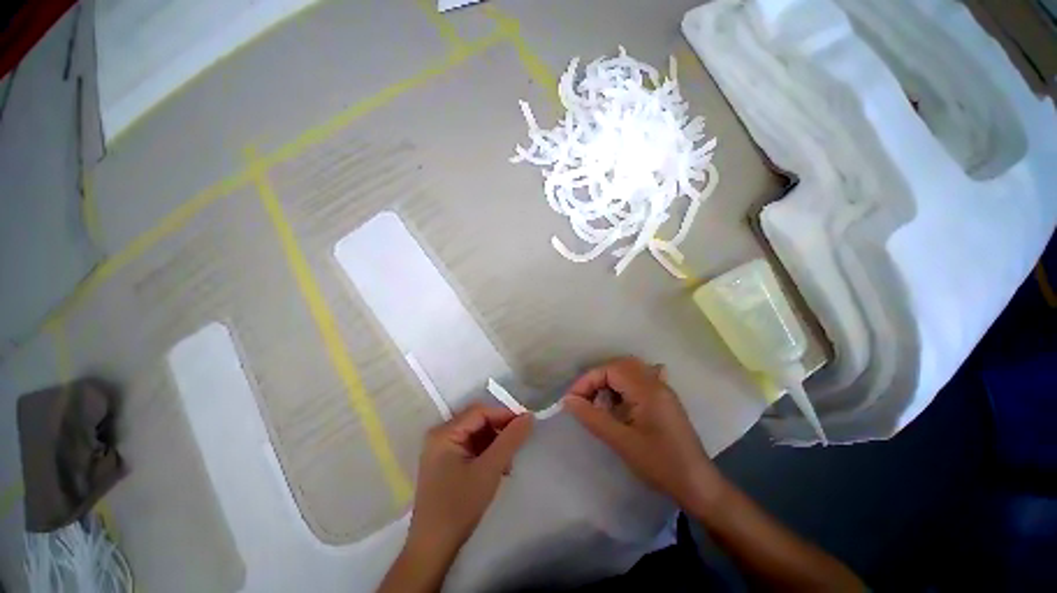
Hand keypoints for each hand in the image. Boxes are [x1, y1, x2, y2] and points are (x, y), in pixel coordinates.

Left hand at [407, 404, 533, 556]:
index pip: (480, 412)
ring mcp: (441, 449)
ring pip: (476, 434)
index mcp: (445, 433)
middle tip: (517, 448)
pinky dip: (486, 453)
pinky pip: (470, 447)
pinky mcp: (445, 462)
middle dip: (499, 432)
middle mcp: (440, 435)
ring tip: (507, 464)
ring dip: (495, 444)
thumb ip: (510, 440)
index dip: (504, 415)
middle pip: (477, 421)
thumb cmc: (459, 506)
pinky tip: (497, 469)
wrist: (433, 548)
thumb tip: (529, 416)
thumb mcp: (490, 469)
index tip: (526, 424)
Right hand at [562, 357, 724, 513]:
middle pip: (619, 366)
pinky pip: (639, 381)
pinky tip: (620, 401)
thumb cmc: (659, 464)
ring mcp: (662, 389)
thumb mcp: (621, 441)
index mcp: (647, 389)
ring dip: (610, 381)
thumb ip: (592, 417)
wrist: (698, 485)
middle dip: (597, 378)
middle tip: (584, 399)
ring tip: (599, 402)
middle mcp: (655, 382)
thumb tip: (568, 400)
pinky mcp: (664, 399)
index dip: (587, 380)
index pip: (610, 370)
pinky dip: (623, 386)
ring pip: (629, 371)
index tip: (572, 400)